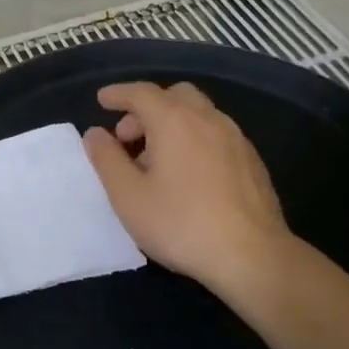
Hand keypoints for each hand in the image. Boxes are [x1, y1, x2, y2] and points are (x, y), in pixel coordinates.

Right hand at [82, 81, 293, 298]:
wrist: (252, 256)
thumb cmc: (180, 224)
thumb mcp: (128, 196)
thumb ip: (107, 159)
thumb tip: (95, 133)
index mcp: (175, 121)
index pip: (141, 93)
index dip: (118, 94)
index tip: (102, 100)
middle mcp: (208, 120)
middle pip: (175, 96)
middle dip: (147, 109)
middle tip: (128, 139)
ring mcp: (236, 139)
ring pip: (199, 115)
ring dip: (172, 125)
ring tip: (155, 161)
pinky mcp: (252, 162)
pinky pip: (216, 135)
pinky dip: (194, 140)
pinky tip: (187, 176)